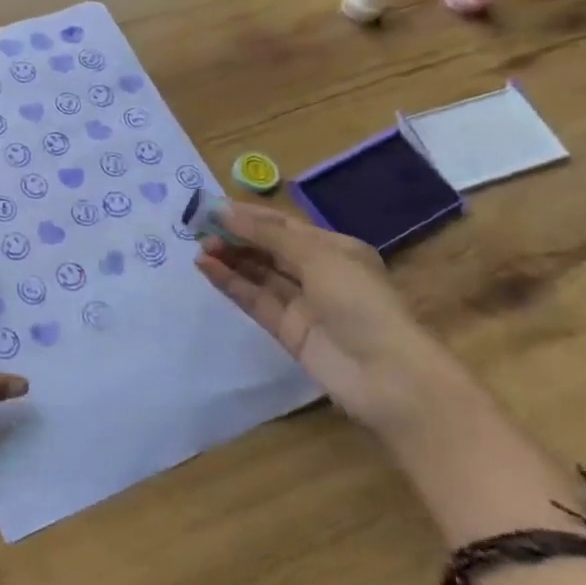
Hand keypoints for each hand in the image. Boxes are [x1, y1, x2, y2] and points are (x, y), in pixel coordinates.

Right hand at [194, 202, 470, 444]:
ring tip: (198, 247)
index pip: (283, 226)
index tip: (211, 208)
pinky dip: (230, 283)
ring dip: (229, 258)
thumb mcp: (318, 257)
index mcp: (334, 249)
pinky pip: (253, 299)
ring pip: (258, 273)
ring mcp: (301, 302)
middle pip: (268, 248)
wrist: (387, 376)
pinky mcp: (286, 329)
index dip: (248, 215)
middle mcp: (318, 272)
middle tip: (198, 229)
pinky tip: (206, 268)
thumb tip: (225, 212)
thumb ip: (268, 235)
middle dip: (235, 236)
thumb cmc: (360, 303)